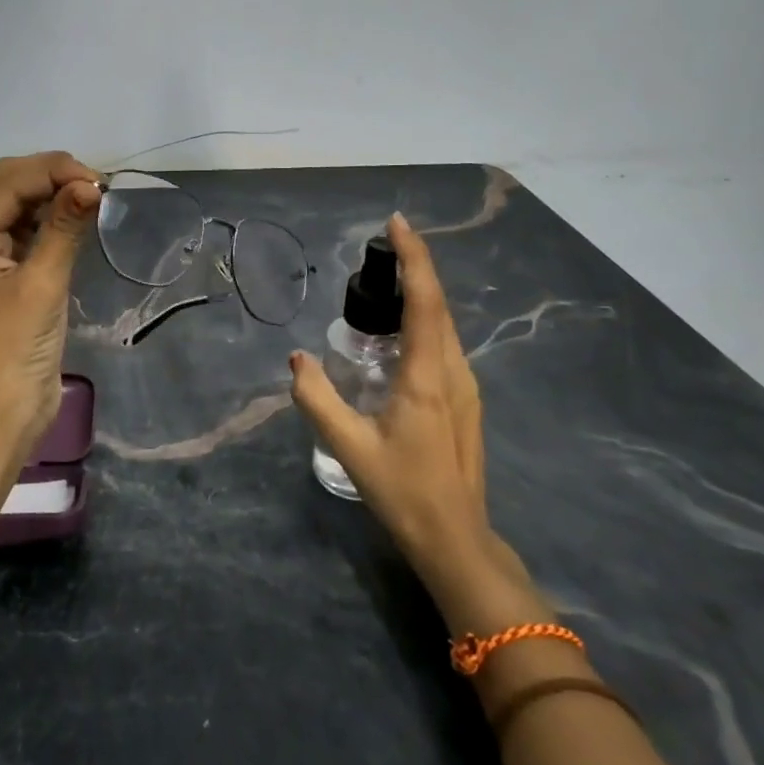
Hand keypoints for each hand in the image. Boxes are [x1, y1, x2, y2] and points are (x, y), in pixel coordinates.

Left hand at [0, 152, 101, 450]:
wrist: (1, 419)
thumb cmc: (12, 354)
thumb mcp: (40, 287)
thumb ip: (63, 229)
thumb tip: (92, 185)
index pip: (6, 185)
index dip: (52, 172)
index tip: (98, 181)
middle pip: (8, 187)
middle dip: (52, 178)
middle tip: (98, 186)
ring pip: (19, 205)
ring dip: (55, 196)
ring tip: (94, 196)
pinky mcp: (1, 272)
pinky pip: (27, 231)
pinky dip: (53, 220)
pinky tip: (79, 215)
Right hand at [290, 213, 528, 606]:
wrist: (457, 541)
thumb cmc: (404, 492)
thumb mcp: (350, 447)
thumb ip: (318, 399)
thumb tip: (297, 357)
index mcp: (427, 375)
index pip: (425, 300)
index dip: (414, 257)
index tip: (397, 223)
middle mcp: (453, 370)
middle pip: (438, 304)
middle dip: (413, 268)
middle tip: (378, 252)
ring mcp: (465, 385)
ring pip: (444, 323)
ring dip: (419, 294)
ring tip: (383, 286)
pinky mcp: (466, 399)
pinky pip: (444, 342)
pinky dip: (423, 320)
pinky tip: (398, 334)